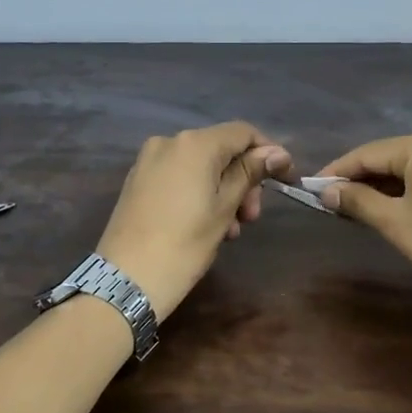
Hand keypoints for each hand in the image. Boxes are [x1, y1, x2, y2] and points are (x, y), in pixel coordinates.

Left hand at [96, 122, 292, 319]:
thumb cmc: (184, 243)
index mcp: (195, 144)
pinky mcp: (138, 181)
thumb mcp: (225, 208)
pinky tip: (207, 226)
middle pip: (221, 150)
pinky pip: (179, 177)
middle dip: (244, 179)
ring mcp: (149, 161)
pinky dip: (199, 194)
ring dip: (223, 192)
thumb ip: (250, 174)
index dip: (269, 152)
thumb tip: (278, 152)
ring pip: (200, 166)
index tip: (284, 180)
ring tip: (231, 231)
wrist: (127, 279)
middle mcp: (169, 142)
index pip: (243, 133)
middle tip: (252, 218)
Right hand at [315, 128, 411, 317]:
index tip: (313, 187)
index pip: (371, 153)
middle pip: (396, 156)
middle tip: (336, 200)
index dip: (339, 171)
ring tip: (363, 205)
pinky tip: (400, 204)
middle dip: (366, 178)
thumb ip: (358, 200)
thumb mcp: (395, 223)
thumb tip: (327, 191)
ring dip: (391, 184)